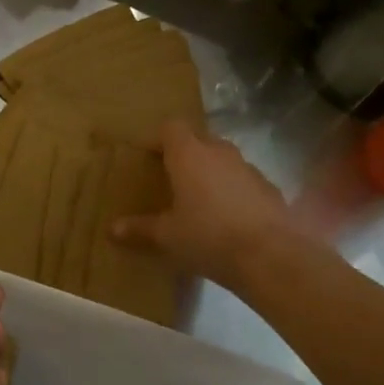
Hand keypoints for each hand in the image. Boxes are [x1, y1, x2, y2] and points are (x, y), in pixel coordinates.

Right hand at [112, 119, 290, 292]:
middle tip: (172, 177)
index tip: (148, 156)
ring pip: (224, 159)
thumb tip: (112, 229)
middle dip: (185, 153)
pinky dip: (233, 190)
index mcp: (189, 155)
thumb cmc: (208, 237)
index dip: (158, 138)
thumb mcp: (168, 236)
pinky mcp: (270, 188)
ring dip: (211, 171)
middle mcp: (219, 152)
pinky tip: (228, 217)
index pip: (171, 128)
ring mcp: (248, 168)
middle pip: (199, 139)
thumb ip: (141, 229)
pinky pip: (243, 180)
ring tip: (200, 198)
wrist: (271, 256)